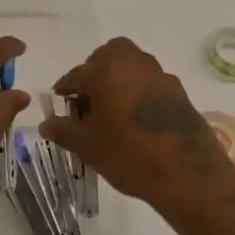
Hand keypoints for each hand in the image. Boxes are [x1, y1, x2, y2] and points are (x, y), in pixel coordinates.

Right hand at [39, 39, 232, 211]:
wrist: (187, 174)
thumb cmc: (128, 153)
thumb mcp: (87, 145)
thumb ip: (63, 129)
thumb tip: (46, 124)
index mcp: (107, 68)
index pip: (76, 75)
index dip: (65, 91)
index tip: (61, 105)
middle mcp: (134, 62)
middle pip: (106, 59)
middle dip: (94, 76)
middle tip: (88, 104)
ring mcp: (160, 75)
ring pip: (130, 69)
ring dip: (118, 83)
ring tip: (111, 115)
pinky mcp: (179, 92)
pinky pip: (149, 85)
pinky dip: (138, 95)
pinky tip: (136, 123)